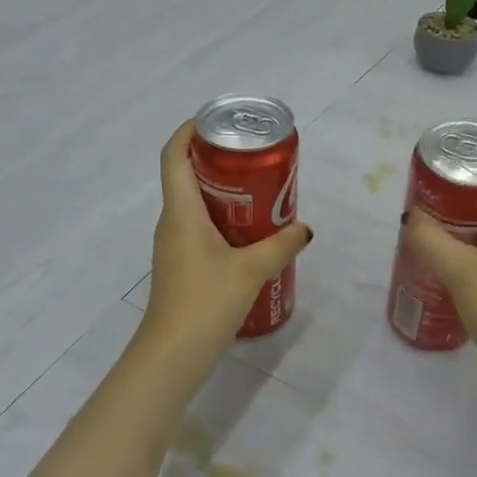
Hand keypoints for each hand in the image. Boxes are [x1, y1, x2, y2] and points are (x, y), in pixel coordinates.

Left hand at [141, 120, 311, 365]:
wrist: (173, 356)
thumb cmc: (206, 302)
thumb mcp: (252, 270)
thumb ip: (281, 245)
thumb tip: (304, 228)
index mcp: (181, 212)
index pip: (172, 156)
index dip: (189, 131)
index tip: (217, 120)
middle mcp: (172, 221)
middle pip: (185, 174)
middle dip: (217, 159)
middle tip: (253, 156)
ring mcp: (174, 245)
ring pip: (194, 202)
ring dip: (222, 190)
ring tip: (259, 189)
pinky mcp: (181, 264)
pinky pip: (199, 226)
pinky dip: (222, 217)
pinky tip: (250, 232)